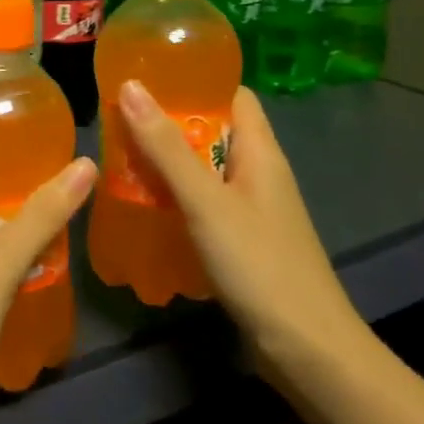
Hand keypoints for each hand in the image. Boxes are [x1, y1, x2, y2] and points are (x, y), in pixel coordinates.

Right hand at [117, 79, 365, 380]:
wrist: (306, 349)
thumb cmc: (259, 264)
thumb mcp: (206, 201)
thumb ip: (166, 147)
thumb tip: (131, 85)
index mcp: (260, 151)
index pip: (232, 94)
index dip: (195, 79)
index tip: (147, 74)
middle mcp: (257, 173)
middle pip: (211, 130)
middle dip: (167, 122)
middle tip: (116, 117)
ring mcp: (249, 208)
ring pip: (202, 169)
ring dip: (165, 162)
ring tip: (117, 156)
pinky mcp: (239, 239)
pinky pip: (200, 202)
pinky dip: (172, 197)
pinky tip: (140, 204)